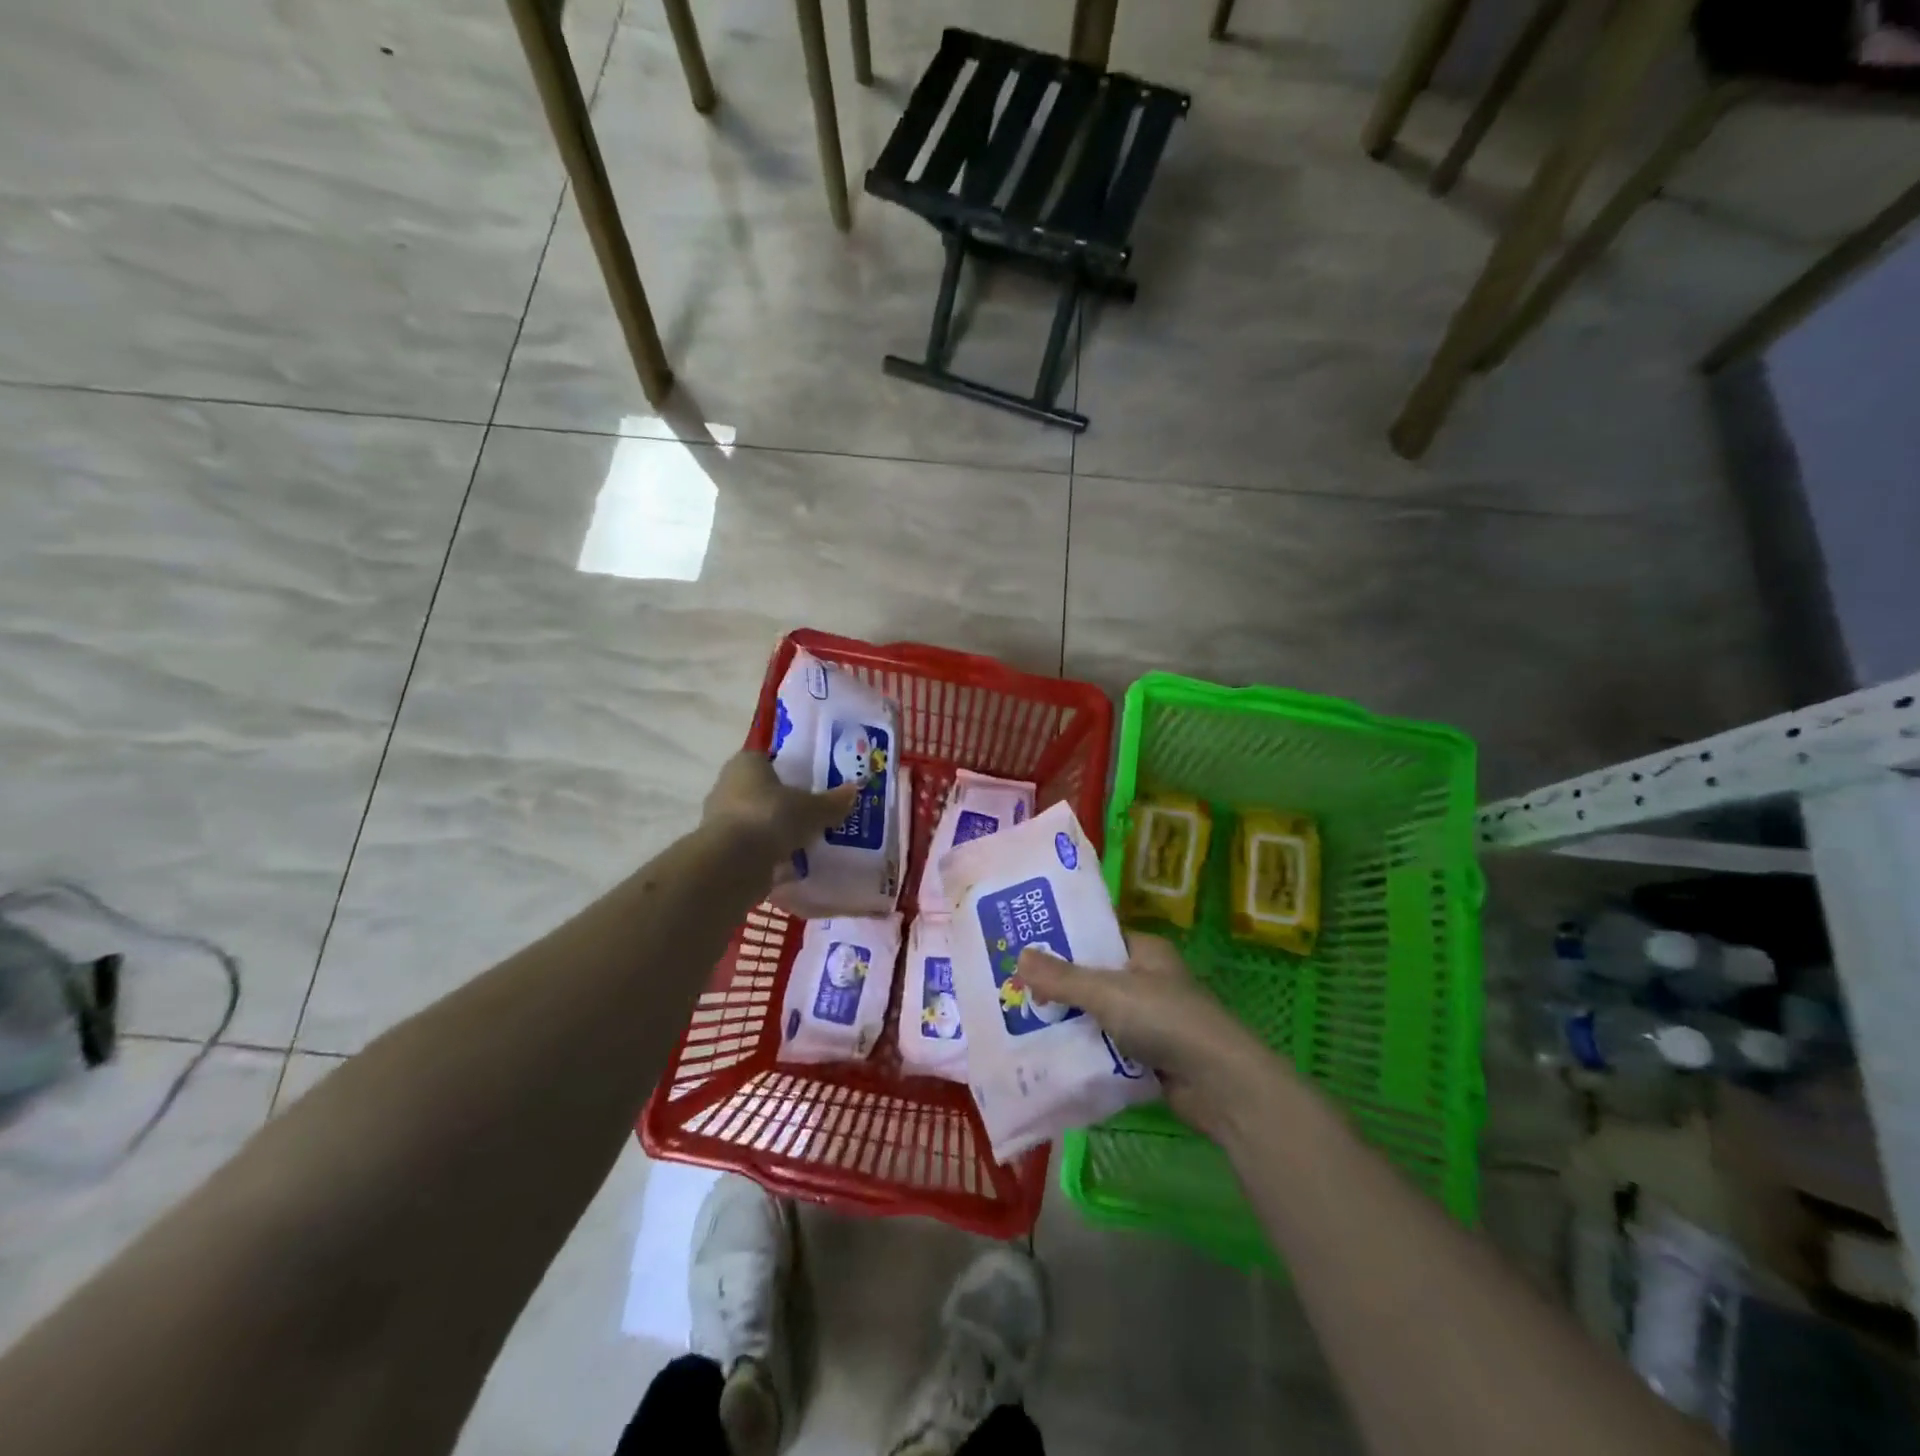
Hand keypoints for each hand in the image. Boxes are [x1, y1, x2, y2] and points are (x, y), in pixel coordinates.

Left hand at [701, 751, 856, 877]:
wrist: (733, 863)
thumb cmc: (771, 817)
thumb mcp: (812, 809)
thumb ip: (832, 801)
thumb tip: (854, 790)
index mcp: (746, 764)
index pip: (767, 758)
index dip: (788, 768)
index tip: (809, 781)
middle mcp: (727, 785)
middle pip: (761, 790)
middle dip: (784, 802)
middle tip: (812, 812)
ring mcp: (720, 819)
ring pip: (756, 819)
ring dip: (776, 829)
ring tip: (806, 840)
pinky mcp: (721, 849)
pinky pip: (752, 846)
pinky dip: (768, 853)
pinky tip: (791, 864)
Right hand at [1015, 932, 1277, 1132]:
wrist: (1219, 1084)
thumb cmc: (1165, 1020)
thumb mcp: (1107, 992)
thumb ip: (1062, 978)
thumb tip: (1019, 956)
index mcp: (1144, 951)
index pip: (1097, 937)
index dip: (1062, 940)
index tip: (1023, 945)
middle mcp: (1148, 980)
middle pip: (1093, 978)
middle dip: (1058, 986)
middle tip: (1013, 988)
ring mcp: (1150, 1020)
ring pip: (1097, 1015)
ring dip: (1068, 1021)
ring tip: (1020, 1021)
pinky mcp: (1149, 1056)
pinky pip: (1106, 1047)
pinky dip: (1084, 1051)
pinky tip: (1050, 1054)